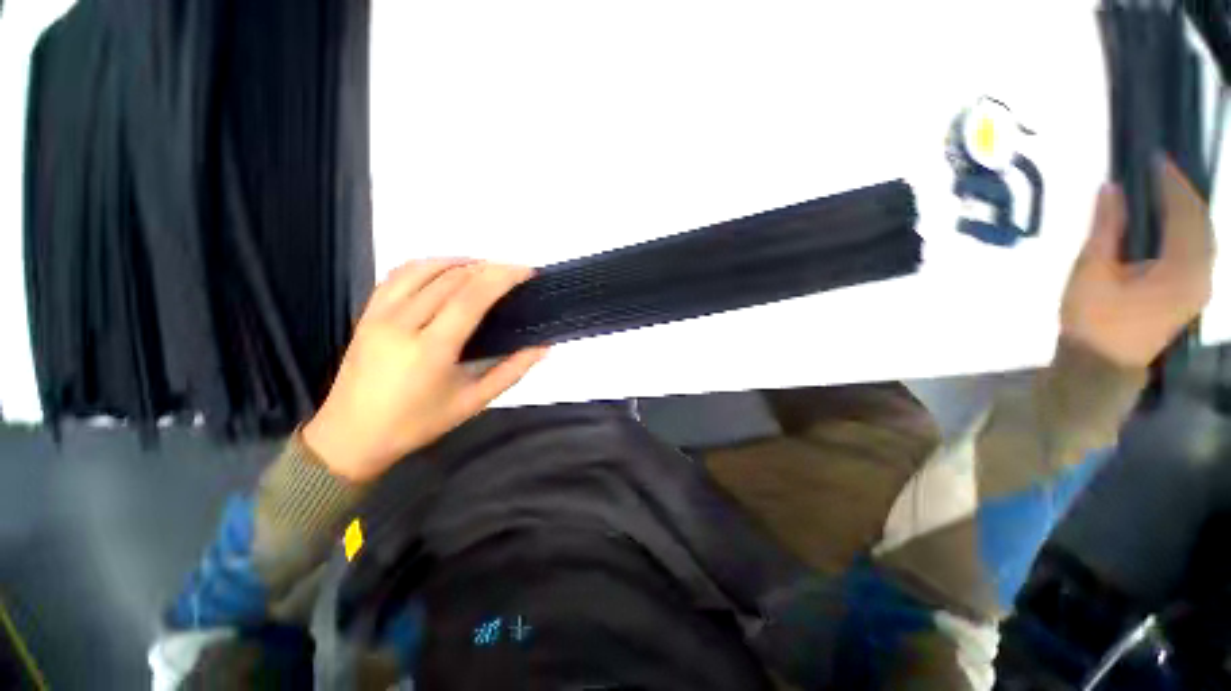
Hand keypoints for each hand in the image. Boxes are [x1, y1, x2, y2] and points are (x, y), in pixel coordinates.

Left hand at [303, 260, 547, 482]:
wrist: (351, 436)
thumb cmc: (417, 423)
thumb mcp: (473, 402)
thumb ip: (511, 371)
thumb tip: (542, 346)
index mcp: (431, 349)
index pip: (471, 298)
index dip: (501, 278)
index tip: (526, 272)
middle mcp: (402, 323)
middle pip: (451, 279)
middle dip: (488, 268)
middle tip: (513, 272)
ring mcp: (380, 314)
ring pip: (423, 269)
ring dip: (459, 262)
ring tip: (485, 268)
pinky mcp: (368, 313)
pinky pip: (399, 275)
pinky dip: (428, 265)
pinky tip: (446, 270)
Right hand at [1062, 158, 1213, 368]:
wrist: (1101, 364)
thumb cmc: (1093, 320)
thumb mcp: (1091, 271)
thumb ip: (1105, 229)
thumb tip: (1111, 188)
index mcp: (1181, 270)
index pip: (1185, 214)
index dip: (1172, 184)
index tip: (1155, 160)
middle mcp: (1201, 275)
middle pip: (1201, 224)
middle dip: (1183, 194)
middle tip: (1160, 173)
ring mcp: (1199, 287)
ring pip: (1203, 237)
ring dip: (1187, 212)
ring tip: (1165, 193)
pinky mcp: (1191, 295)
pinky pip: (1199, 252)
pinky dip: (1188, 231)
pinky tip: (1172, 224)